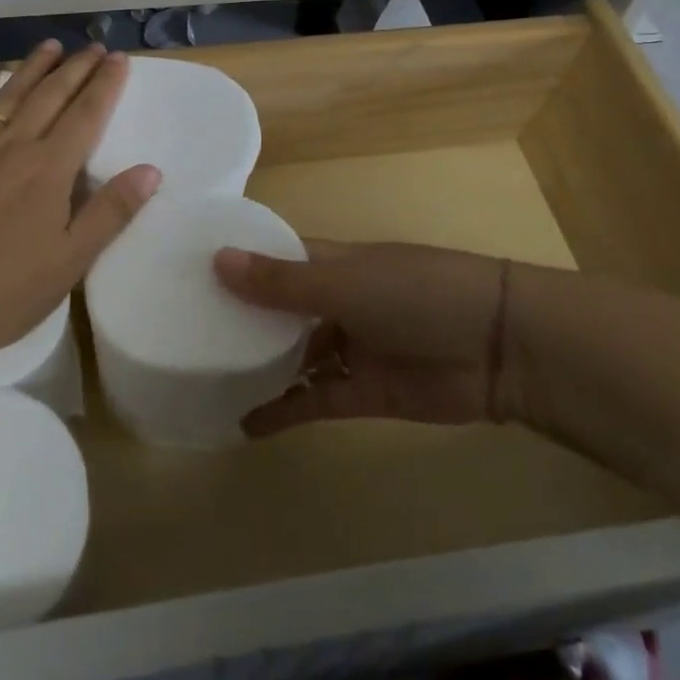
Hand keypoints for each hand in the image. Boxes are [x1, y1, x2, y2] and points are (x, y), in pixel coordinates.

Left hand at [0, 40, 160, 362]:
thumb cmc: (1, 292)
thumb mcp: (70, 261)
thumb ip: (111, 212)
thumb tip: (151, 169)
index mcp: (50, 169)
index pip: (86, 115)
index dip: (105, 84)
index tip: (119, 59)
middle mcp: (13, 145)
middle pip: (51, 95)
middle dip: (76, 68)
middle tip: (94, 47)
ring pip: (9, 94)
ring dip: (33, 66)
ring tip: (52, 45)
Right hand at [213, 240, 519, 432]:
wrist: (498, 348)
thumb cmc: (416, 294)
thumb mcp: (345, 283)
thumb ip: (282, 283)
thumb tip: (217, 259)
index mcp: (331, 262)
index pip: (273, 258)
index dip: (236, 264)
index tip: (184, 272)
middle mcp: (334, 300)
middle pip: (277, 310)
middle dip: (239, 320)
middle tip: (181, 334)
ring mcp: (348, 347)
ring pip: (292, 356)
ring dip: (257, 367)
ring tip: (204, 379)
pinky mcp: (362, 393)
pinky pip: (313, 399)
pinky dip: (283, 409)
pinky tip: (245, 421)